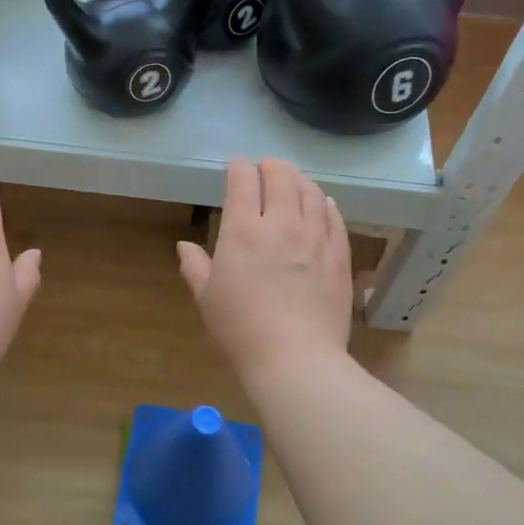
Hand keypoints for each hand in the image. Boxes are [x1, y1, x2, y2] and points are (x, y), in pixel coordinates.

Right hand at [177, 158, 352, 377]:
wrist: (295, 358)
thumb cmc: (241, 329)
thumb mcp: (207, 299)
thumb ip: (195, 267)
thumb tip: (184, 246)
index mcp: (243, 231)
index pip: (243, 182)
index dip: (238, 168)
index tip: (236, 166)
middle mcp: (282, 224)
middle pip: (281, 177)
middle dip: (271, 166)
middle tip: (266, 166)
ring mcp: (315, 238)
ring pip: (311, 193)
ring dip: (300, 180)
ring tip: (293, 180)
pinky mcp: (339, 256)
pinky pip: (335, 218)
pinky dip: (327, 204)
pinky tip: (324, 203)